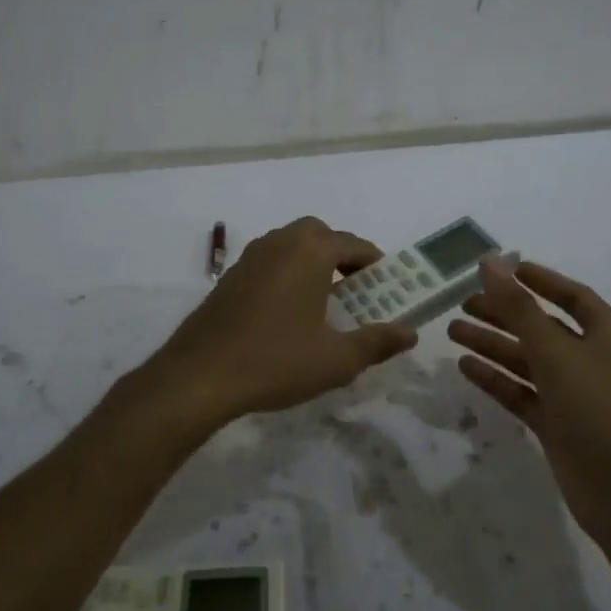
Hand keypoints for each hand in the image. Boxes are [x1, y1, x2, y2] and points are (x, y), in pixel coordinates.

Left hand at [144, 218, 417, 425]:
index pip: (353, 244)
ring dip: (311, 263)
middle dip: (341, 255)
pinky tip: (287, 313)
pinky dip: (286, 274)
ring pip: (290, 245)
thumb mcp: (336, 359)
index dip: (375, 263)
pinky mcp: (229, 277)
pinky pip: (268, 263)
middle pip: (319, 234)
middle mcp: (278, 243)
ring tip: (324, 301)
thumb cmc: (276, 362)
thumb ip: (377, 342)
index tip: (387, 286)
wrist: (200, 376)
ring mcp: (249, 258)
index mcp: (308, 251)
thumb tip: (410, 333)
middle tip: (355, 289)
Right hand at [448, 258, 610, 542]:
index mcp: (609, 335)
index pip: (571, 296)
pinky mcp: (559, 427)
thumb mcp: (558, 352)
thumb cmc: (603, 410)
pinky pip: (523, 394)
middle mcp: (593, 360)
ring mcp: (576, 396)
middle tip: (462, 304)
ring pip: (528, 361)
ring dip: (493, 344)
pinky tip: (466, 367)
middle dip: (504, 313)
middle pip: (542, 327)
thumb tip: (490, 262)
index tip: (500, 270)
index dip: (538, 281)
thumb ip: (519, 308)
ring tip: (452, 331)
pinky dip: (497, 380)